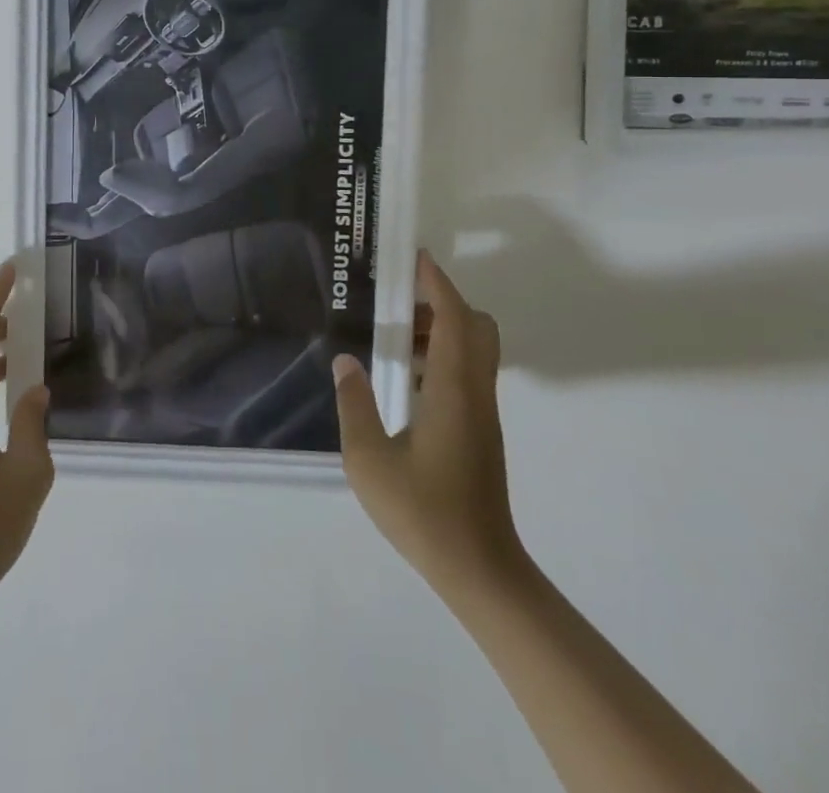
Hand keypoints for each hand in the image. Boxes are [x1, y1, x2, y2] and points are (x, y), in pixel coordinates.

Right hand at [334, 249, 526, 604]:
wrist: (479, 570)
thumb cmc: (423, 512)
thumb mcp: (369, 460)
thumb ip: (354, 405)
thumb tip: (346, 361)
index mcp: (454, 390)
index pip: (455, 318)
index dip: (438, 284)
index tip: (416, 258)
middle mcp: (476, 393)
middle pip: (477, 327)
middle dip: (444, 302)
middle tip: (403, 301)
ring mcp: (483, 413)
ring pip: (475, 350)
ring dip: (444, 330)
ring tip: (397, 336)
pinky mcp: (481, 431)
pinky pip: (469, 373)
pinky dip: (444, 357)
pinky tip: (408, 379)